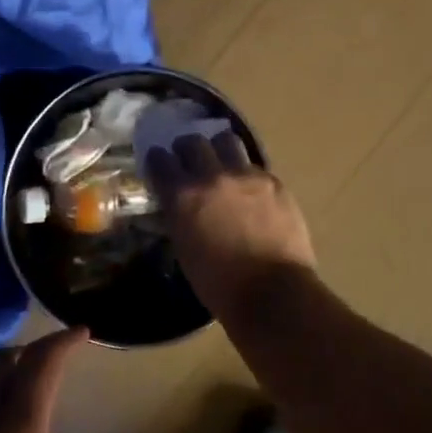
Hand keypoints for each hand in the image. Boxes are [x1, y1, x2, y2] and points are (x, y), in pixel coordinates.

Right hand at [145, 132, 316, 321]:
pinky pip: (254, 166)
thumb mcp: (184, 249)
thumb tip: (178, 205)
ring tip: (221, 165)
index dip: (157, 161)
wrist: (273, 292)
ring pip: (227, 141)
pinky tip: (250, 190)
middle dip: (186, 149)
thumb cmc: (219, 284)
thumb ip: (178, 217)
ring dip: (218, 149)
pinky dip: (246, 173)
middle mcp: (212, 177)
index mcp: (183, 196)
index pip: (160, 160)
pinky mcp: (274, 182)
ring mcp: (246, 176)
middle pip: (192, 142)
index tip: (159, 164)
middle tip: (188, 160)